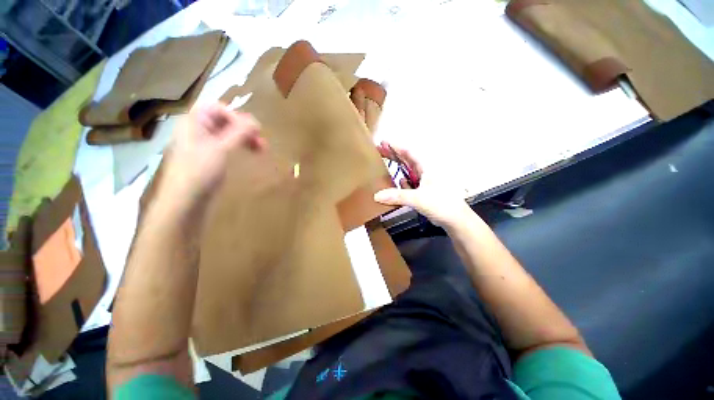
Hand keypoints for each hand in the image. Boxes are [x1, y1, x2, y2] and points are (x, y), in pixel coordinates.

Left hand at [162, 103, 264, 204]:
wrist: (185, 201)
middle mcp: (197, 130)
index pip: (217, 108)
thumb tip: (256, 121)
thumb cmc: (200, 172)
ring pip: (227, 134)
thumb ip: (238, 133)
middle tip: (262, 142)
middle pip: (224, 121)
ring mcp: (203, 145)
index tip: (254, 131)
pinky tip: (248, 154)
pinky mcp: (209, 158)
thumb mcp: (221, 149)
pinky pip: (226, 146)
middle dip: (244, 129)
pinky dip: (239, 147)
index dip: (236, 116)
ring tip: (261, 150)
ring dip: (245, 139)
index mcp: (194, 123)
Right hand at [373, 141, 472, 227]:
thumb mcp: (418, 199)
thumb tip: (377, 196)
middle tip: (379, 150)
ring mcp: (424, 182)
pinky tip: (396, 182)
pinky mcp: (423, 191)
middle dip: (393, 155)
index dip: (396, 147)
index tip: (383, 142)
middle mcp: (425, 172)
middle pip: (407, 160)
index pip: (409, 153)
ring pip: (408, 171)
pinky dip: (402, 182)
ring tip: (384, 164)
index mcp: (426, 168)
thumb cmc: (441, 204)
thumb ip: (398, 196)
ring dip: (397, 168)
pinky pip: (409, 183)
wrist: (455, 219)